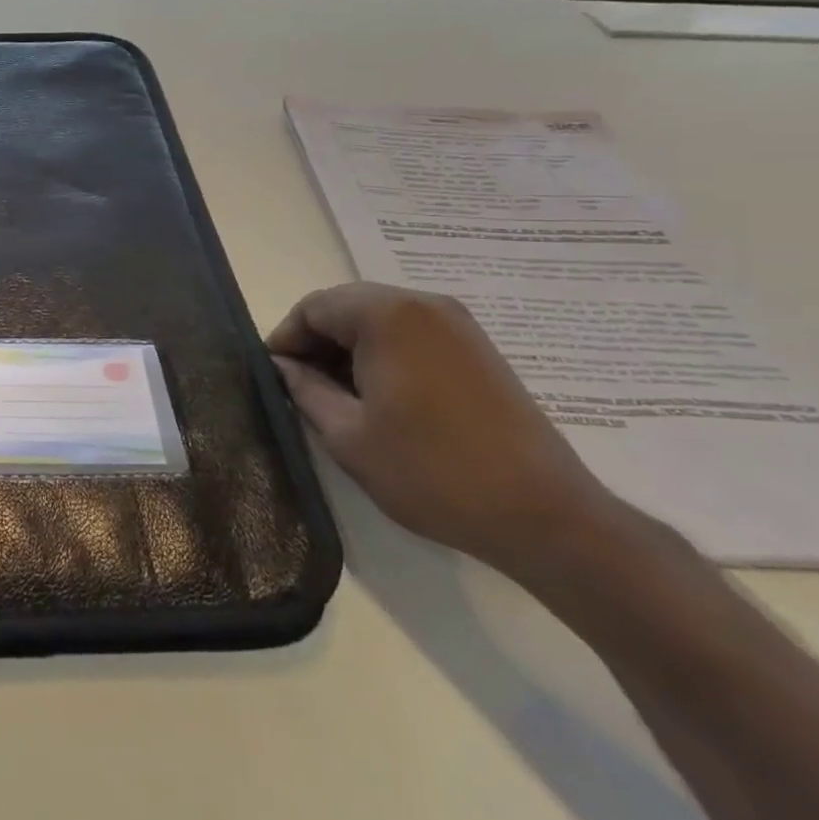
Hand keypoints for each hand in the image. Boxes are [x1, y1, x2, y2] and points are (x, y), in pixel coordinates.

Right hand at [266, 283, 614, 574]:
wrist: (543, 515)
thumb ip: (305, 390)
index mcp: (387, 316)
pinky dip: (384, 352)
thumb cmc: (431, 472)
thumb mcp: (347, 436)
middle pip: (346, 306)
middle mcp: (423, 304)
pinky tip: (382, 396)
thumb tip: (282, 366)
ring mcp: (457, 324)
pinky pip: (411, 333)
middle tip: (302, 386)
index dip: (286, 338)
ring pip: (379, 318)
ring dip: (350, 347)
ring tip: (340, 396)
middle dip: (317, 341)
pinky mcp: (478, 347)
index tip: (275, 376)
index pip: (313, 307)